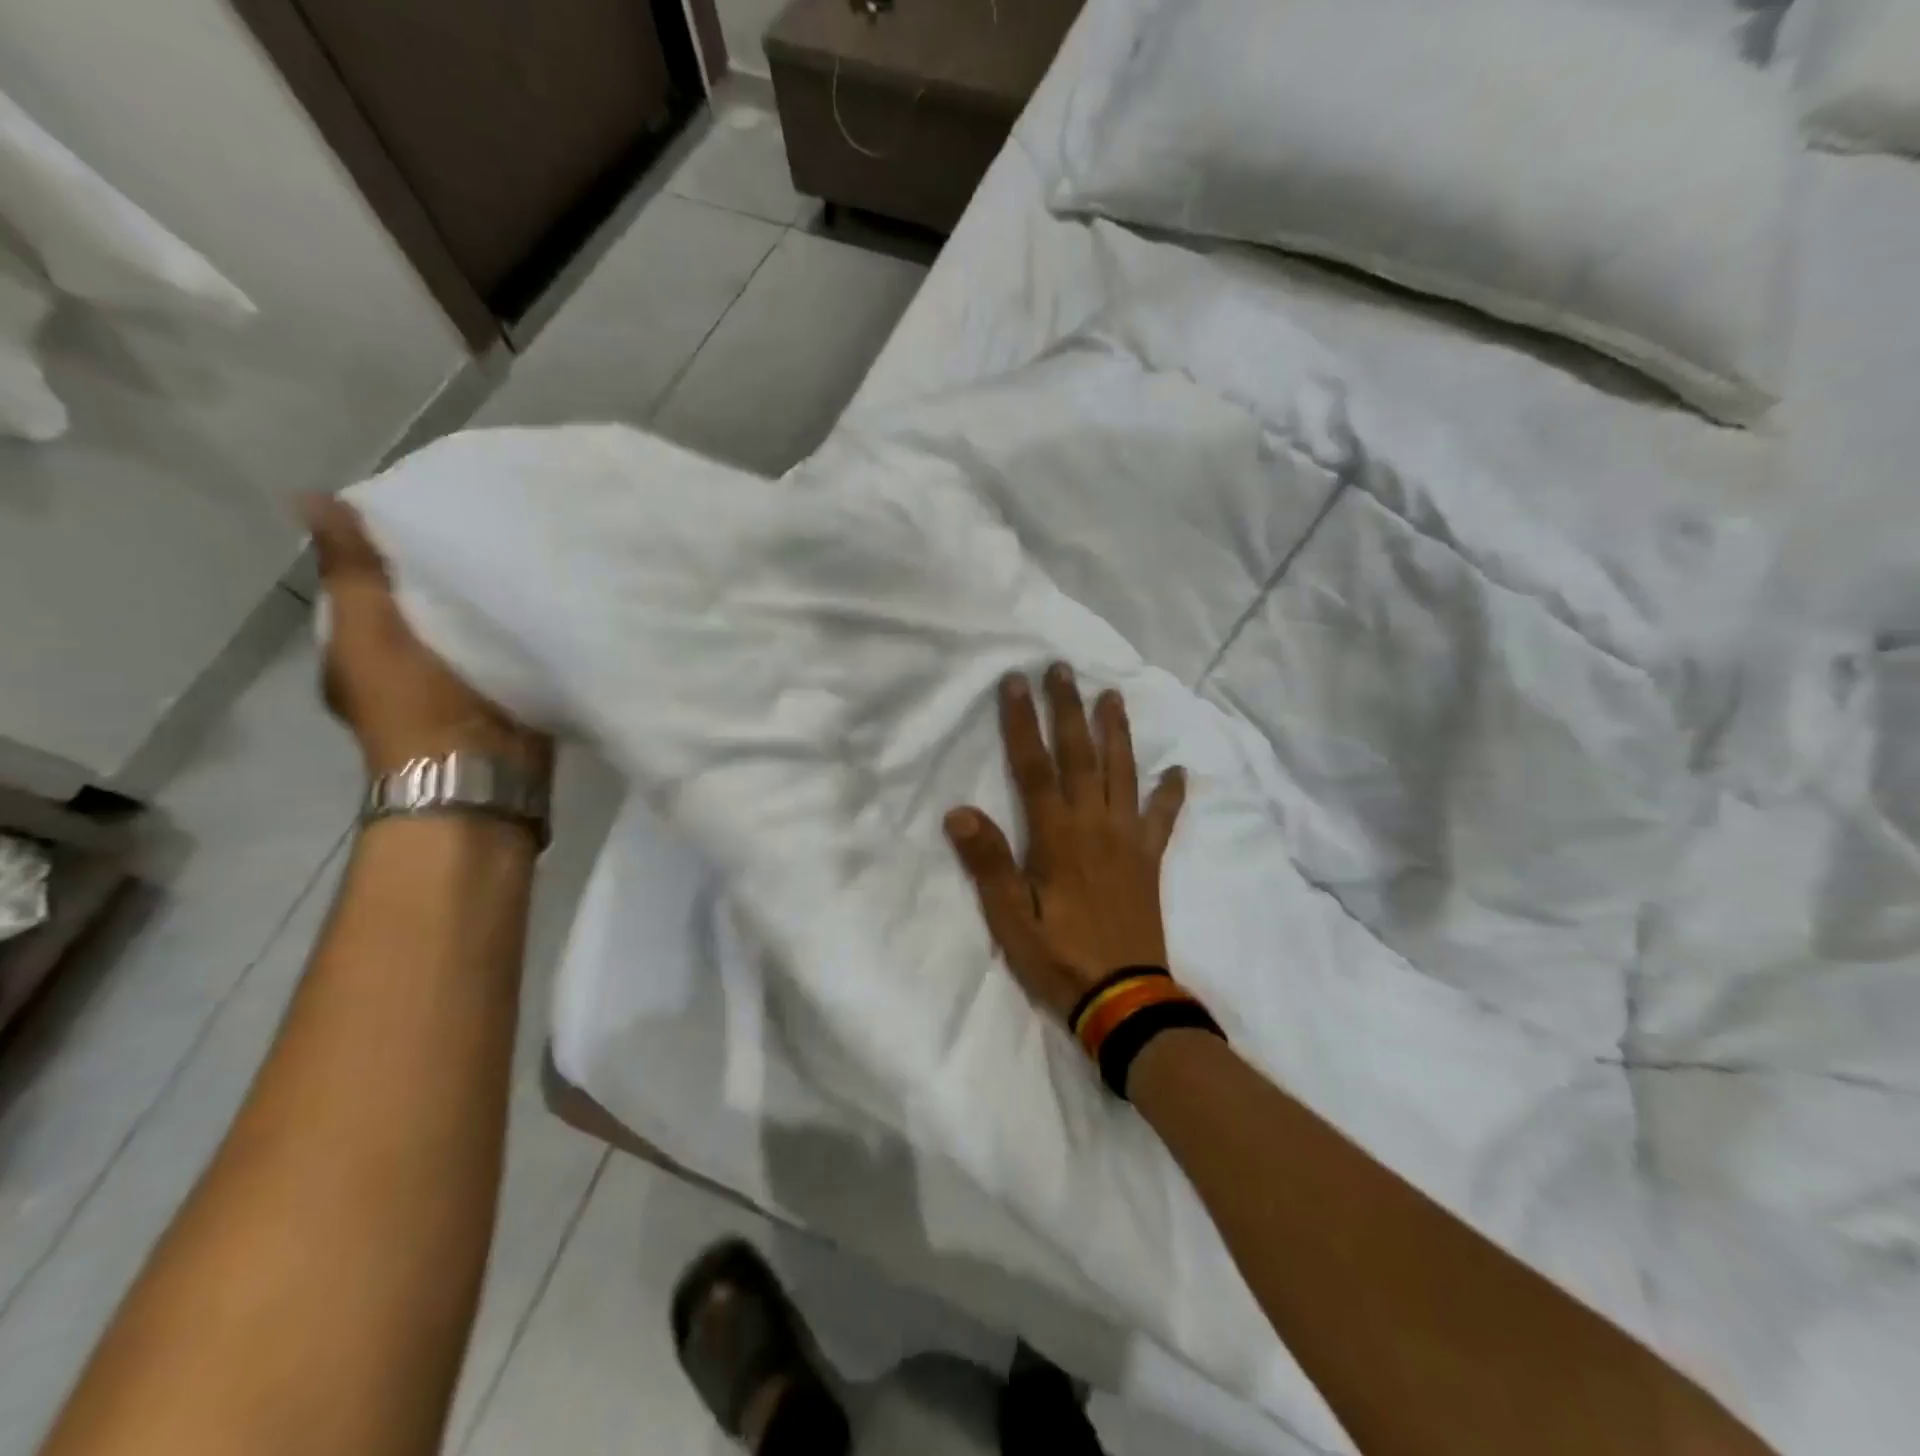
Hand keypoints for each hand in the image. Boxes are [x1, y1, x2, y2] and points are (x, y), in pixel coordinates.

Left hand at [302, 495, 551, 779]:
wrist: (481, 775)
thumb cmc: (418, 705)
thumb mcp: (373, 631)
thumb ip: (354, 573)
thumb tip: (312, 498)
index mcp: (359, 647)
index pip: (371, 583)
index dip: (392, 548)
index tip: (431, 512)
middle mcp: (404, 663)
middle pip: (424, 603)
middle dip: (447, 572)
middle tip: (486, 527)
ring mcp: (456, 682)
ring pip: (468, 625)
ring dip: (486, 601)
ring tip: (519, 554)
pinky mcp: (503, 692)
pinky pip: (507, 648)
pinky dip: (516, 628)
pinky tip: (538, 601)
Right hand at [945, 665, 1186, 1022]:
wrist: (1125, 999)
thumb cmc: (1060, 959)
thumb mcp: (1010, 920)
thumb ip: (988, 865)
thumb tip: (959, 812)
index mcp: (1057, 837)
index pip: (1035, 767)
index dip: (1023, 723)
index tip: (1016, 682)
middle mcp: (1095, 826)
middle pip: (1081, 756)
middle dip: (1068, 710)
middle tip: (1062, 669)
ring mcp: (1128, 841)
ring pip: (1123, 774)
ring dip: (1116, 732)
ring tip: (1112, 696)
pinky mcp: (1149, 861)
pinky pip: (1162, 819)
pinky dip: (1170, 794)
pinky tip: (1178, 772)